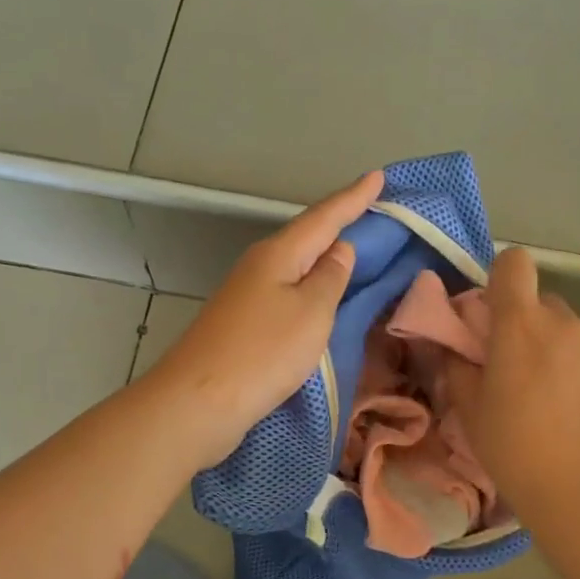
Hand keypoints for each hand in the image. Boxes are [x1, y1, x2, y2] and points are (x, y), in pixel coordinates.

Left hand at [149, 171, 382, 468]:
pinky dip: (310, 287)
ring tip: (355, 252)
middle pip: (307, 237)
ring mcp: (247, 295)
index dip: (354, 198)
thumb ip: (330, 278)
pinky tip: (320, 296)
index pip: (325, 217)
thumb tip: (339, 249)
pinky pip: (287, 292)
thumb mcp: (311, 313)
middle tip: (373, 211)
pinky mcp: (243, 324)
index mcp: (278, 254)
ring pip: (295, 265)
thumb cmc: (263, 352)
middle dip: (339, 223)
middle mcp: (260, 266)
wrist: (199, 402)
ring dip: (324, 256)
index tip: (379, 177)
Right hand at [450, 248, 579, 519]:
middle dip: (535, 329)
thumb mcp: (470, 412)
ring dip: (570, 353)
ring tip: (569, 402)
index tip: (501, 312)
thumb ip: (458, 367)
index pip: (514, 264)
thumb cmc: (514, 451)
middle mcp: (566, 321)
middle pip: (547, 306)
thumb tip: (456, 348)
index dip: (506, 280)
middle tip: (530, 374)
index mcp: (519, 325)